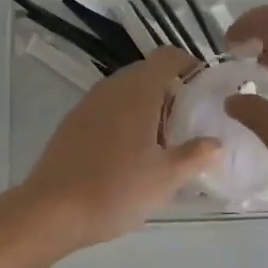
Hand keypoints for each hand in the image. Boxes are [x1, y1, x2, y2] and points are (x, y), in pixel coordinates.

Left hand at [12, 47, 220, 255]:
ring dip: (147, 106)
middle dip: (171, 91)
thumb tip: (216, 142)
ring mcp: (88, 103)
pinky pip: (108, 108)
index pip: (168, 57)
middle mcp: (112, 87)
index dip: (190, 66)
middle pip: (148, 72)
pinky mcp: (73, 122)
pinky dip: (125, 119)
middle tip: (189, 123)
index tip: (205, 91)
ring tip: (162, 142)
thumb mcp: (166, 178)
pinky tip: (129, 154)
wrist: (51, 211)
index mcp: (138, 91)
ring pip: (126, 91)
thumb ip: (196, 155)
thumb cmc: (115, 190)